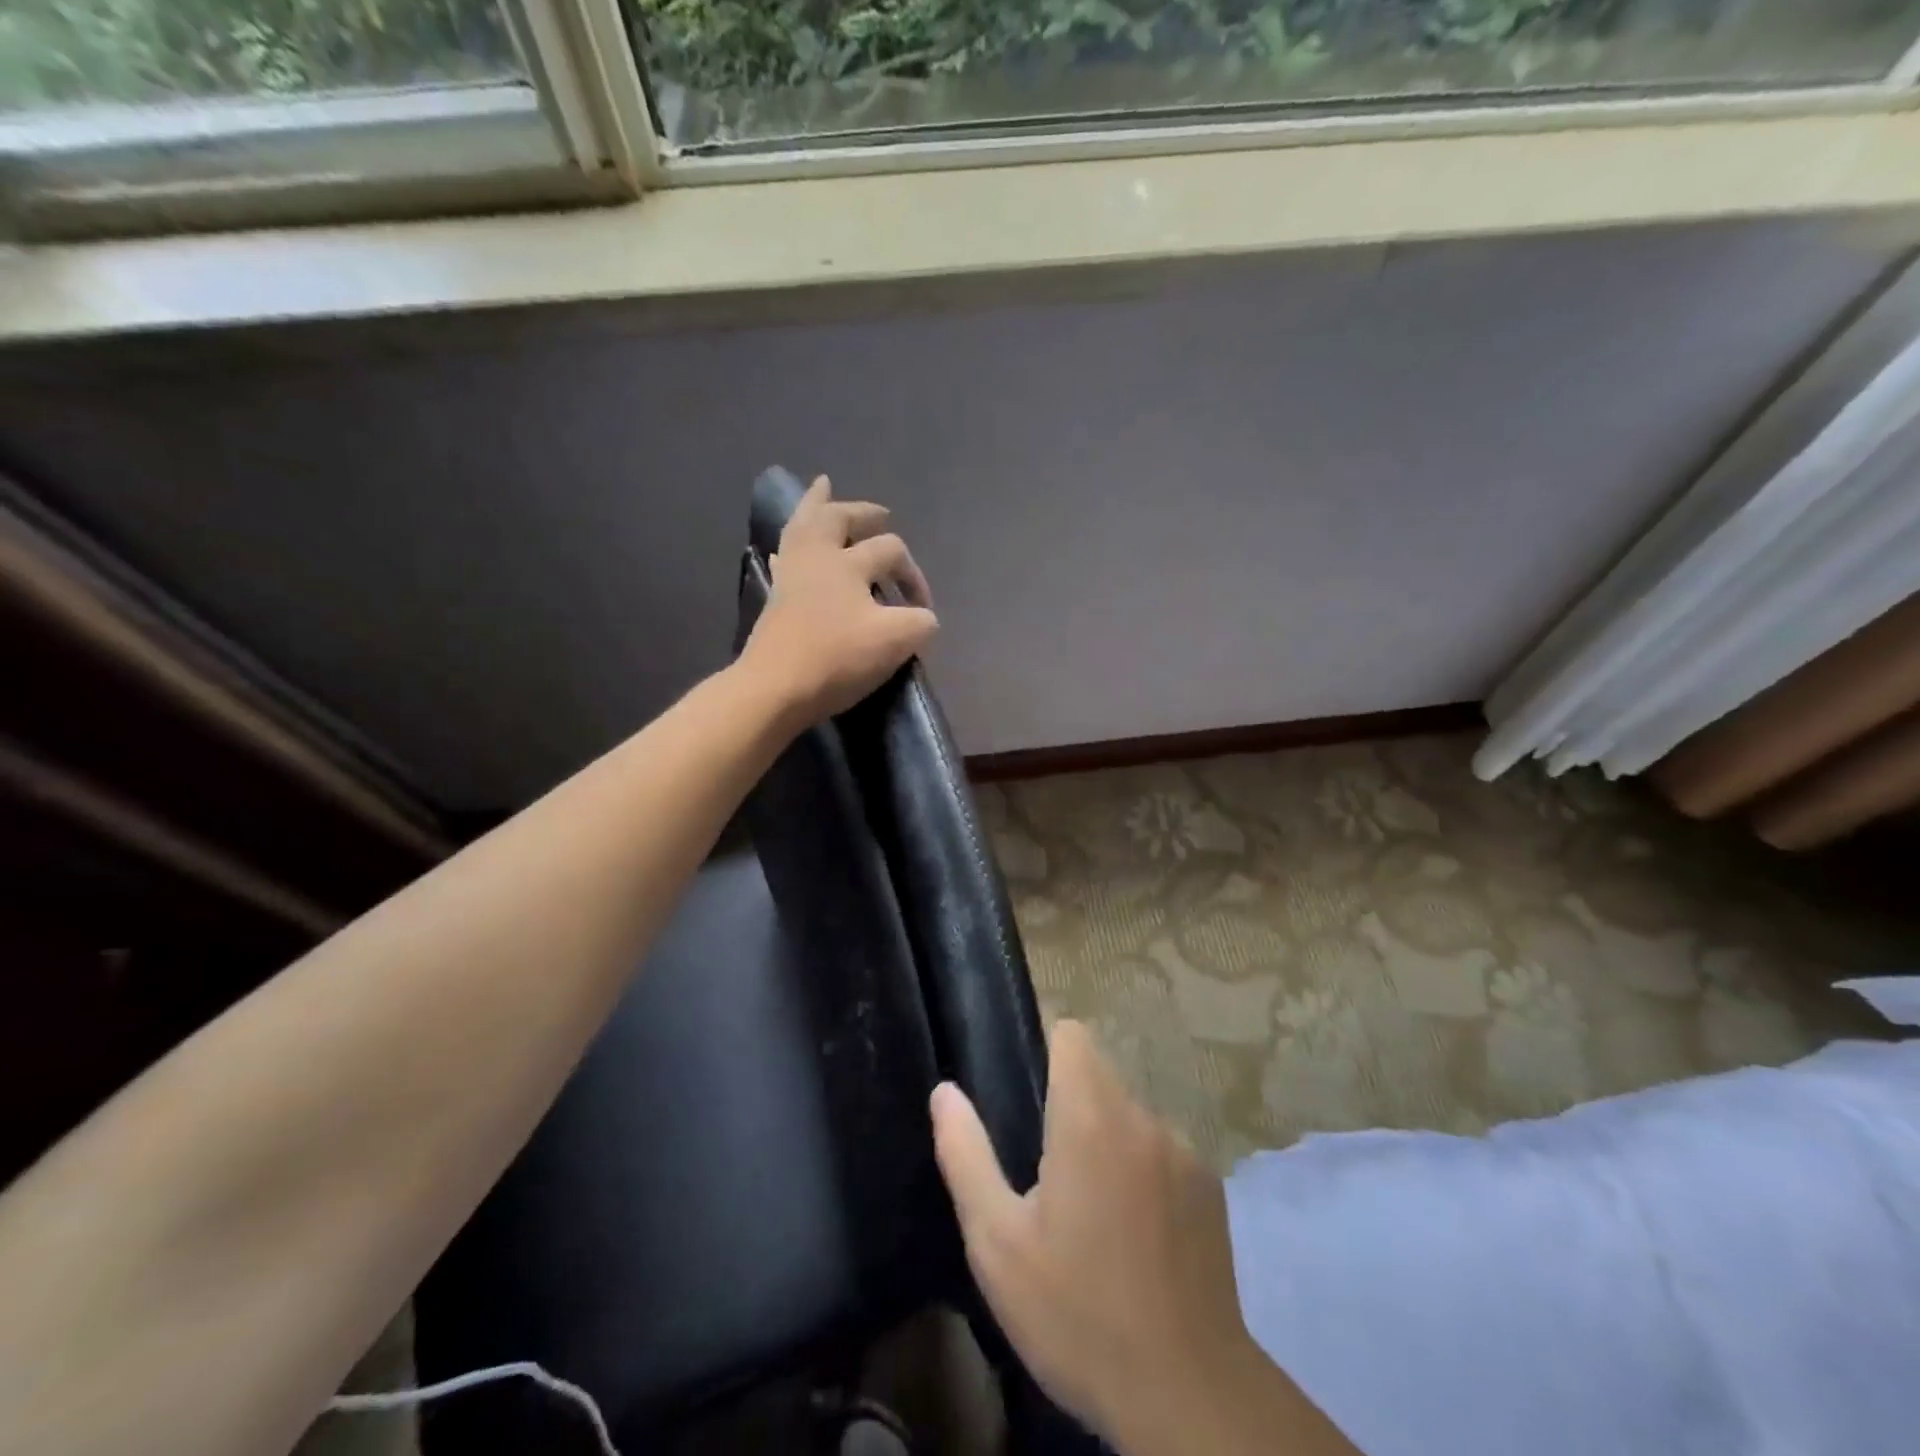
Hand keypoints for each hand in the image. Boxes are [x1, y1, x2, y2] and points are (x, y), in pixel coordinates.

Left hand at [738, 476, 938, 726]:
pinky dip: (791, 545)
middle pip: (839, 518)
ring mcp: (791, 575)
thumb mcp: (895, 642)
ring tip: (823, 487)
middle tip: (881, 514)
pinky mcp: (774, 597)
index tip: (923, 609)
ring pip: (803, 525)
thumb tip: (923, 617)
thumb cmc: (836, 659)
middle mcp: (817, 557)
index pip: (891, 551)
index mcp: (848, 562)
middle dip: (863, 512)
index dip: (913, 574)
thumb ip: (920, 623)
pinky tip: (789, 548)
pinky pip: (783, 557)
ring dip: (817, 506)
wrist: (775, 688)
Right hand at [931, 1022, 1356, 1455]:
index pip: (1073, 1035)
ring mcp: (1185, 1151)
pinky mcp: (1211, 1186)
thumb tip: (944, 1091)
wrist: (1188, 1397)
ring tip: (1090, 1213)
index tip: (1026, 1093)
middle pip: (1099, 1075)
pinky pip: (1163, 1151)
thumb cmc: (1078, 1314)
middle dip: (1070, 1105)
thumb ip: (966, 1154)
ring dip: (1106, 1140)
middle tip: (1047, 1174)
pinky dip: (1142, 1170)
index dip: (1046, 1049)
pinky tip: (1135, 1235)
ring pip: (1130, 1115)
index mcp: (1090, 1117)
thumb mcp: (998, 1244)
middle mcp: (1142, 1118)